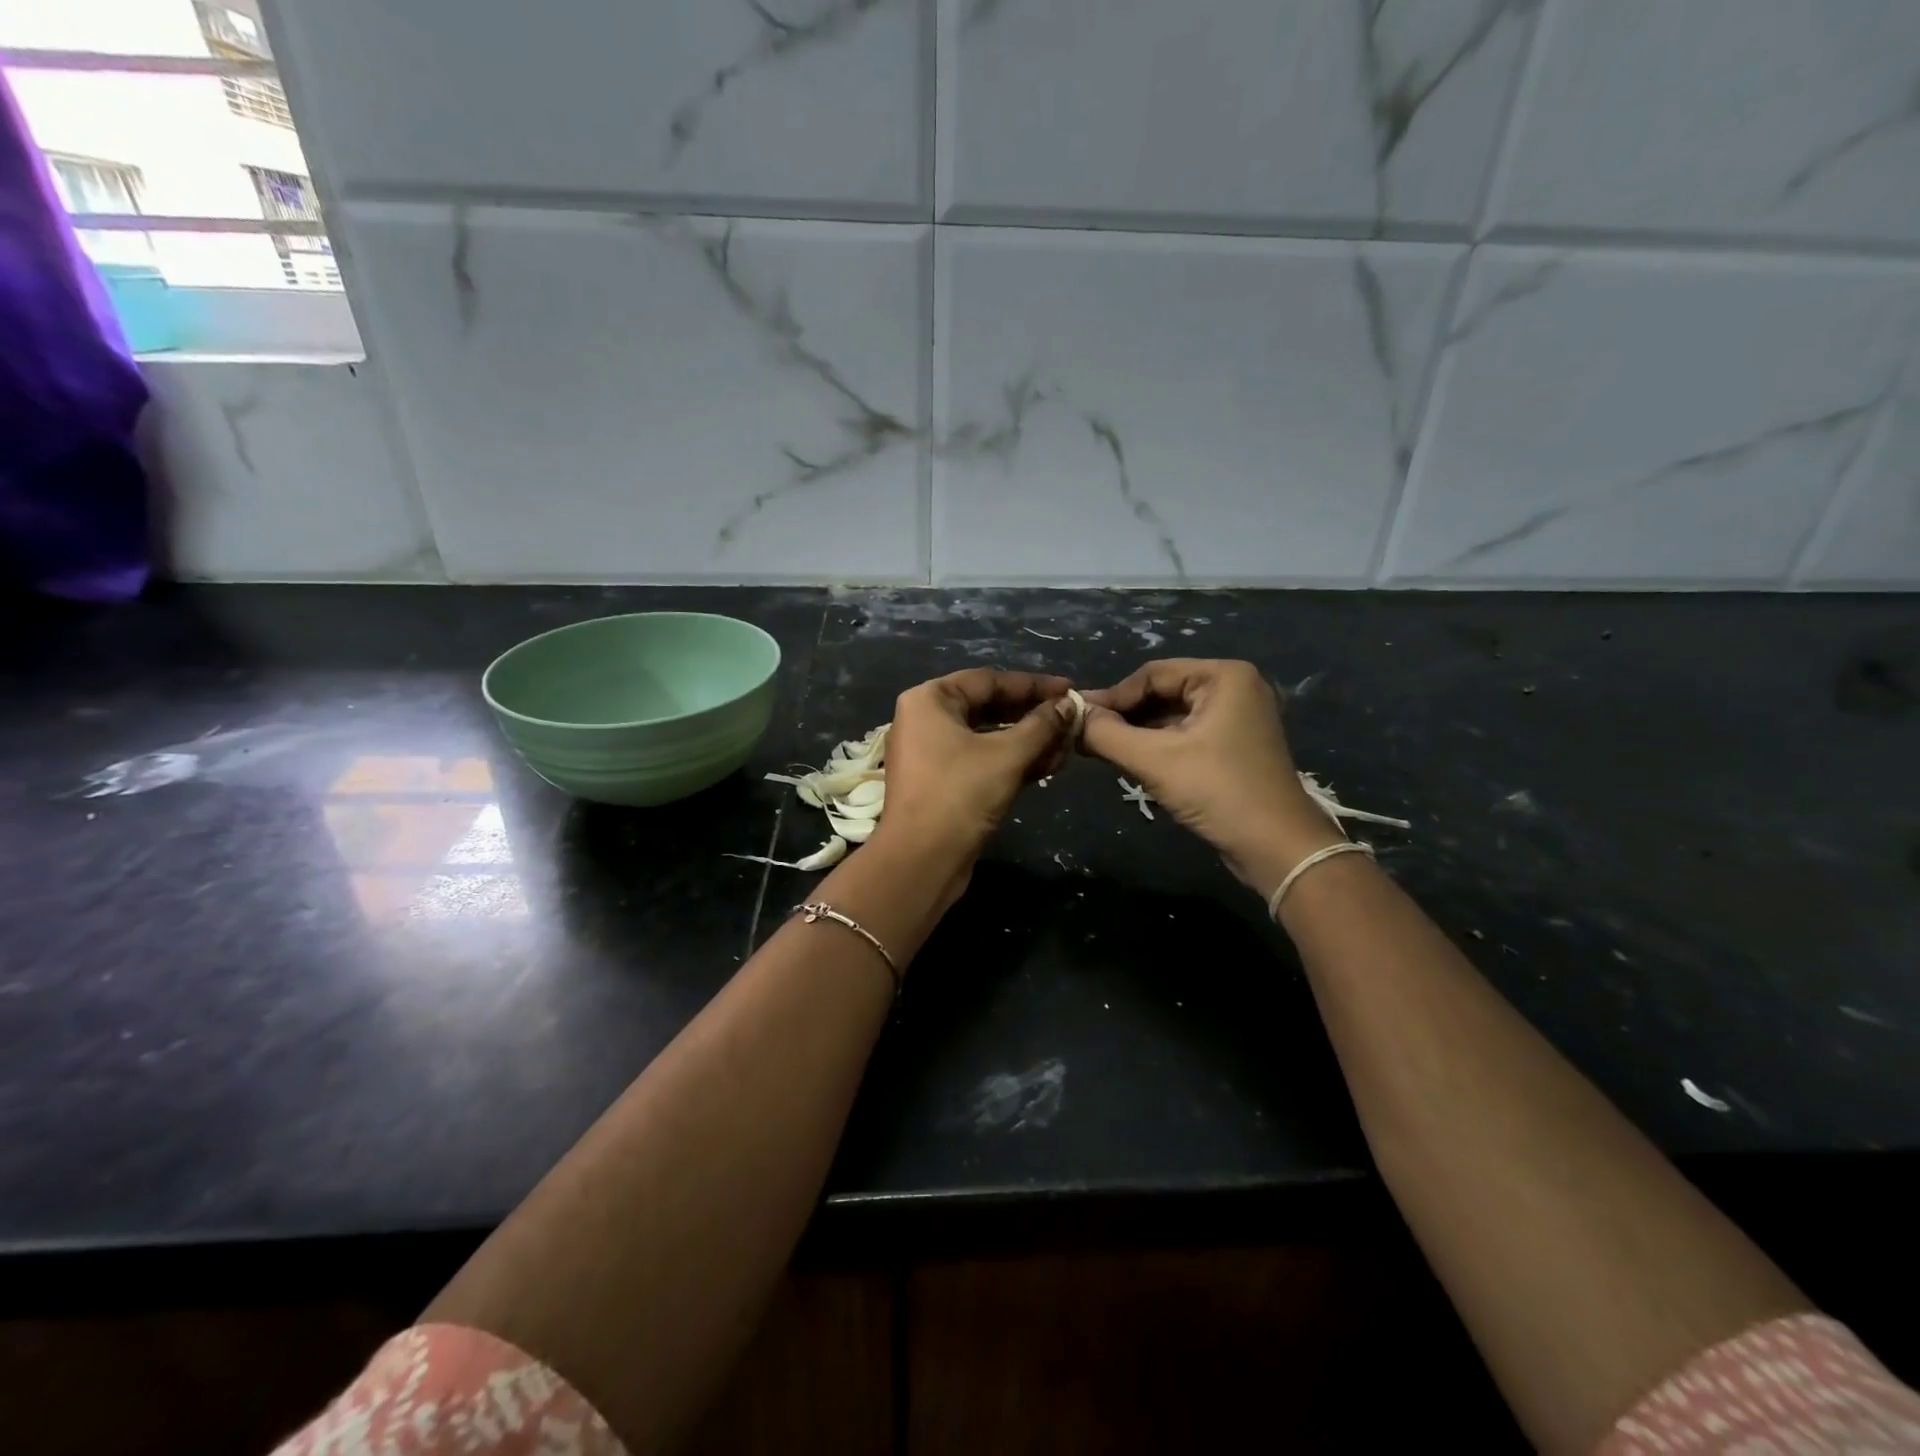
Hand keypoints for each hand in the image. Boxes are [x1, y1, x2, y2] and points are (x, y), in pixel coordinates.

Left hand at [880, 669, 1075, 859]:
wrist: (922, 861)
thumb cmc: (960, 795)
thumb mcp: (1007, 756)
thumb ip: (1042, 726)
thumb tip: (1068, 706)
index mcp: (930, 700)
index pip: (988, 680)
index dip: (1033, 685)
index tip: (1069, 689)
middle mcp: (926, 720)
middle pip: (989, 707)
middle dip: (1033, 716)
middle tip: (1072, 719)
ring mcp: (932, 753)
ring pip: (988, 737)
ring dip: (1028, 741)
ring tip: (1067, 746)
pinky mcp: (943, 782)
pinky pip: (982, 760)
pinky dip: (1013, 761)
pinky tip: (1049, 766)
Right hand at [1080, 659, 1342, 895]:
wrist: (1278, 849)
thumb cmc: (1218, 792)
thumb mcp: (1154, 760)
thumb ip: (1106, 734)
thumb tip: (1071, 716)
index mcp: (1223, 676)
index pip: (1151, 674)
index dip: (1112, 697)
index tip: (1076, 719)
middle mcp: (1234, 688)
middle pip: (1161, 693)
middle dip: (1124, 716)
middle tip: (1084, 736)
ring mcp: (1238, 718)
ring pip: (1171, 716)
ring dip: (1137, 733)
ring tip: (1100, 750)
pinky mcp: (1234, 747)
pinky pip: (1185, 735)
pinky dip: (1157, 747)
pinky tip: (1130, 762)